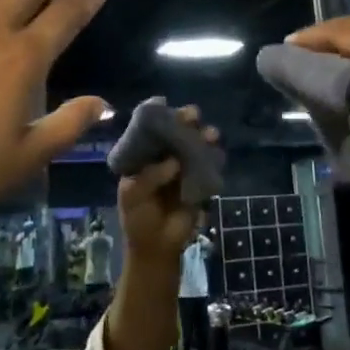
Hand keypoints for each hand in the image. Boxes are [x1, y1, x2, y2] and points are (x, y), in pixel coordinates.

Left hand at [116, 105, 218, 266]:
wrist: (157, 247)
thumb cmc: (138, 218)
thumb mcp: (132, 196)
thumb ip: (148, 177)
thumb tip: (173, 162)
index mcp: (143, 155)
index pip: (149, 129)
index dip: (156, 114)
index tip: (164, 103)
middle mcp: (164, 155)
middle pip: (176, 131)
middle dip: (185, 120)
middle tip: (192, 116)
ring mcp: (184, 166)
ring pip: (195, 144)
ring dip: (204, 136)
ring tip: (210, 135)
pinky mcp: (200, 180)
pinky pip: (209, 164)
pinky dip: (215, 156)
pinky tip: (217, 154)